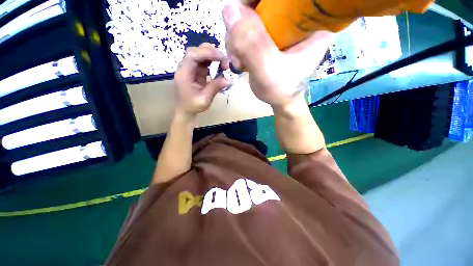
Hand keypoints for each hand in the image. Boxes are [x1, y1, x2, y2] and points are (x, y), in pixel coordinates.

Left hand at [174, 43, 230, 116]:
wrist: (185, 109)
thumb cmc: (193, 106)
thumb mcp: (204, 99)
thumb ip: (215, 88)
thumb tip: (228, 80)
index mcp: (184, 73)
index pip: (193, 55)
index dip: (207, 53)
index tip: (222, 58)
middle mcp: (185, 67)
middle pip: (196, 51)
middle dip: (212, 53)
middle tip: (225, 63)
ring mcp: (190, 68)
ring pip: (200, 53)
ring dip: (213, 56)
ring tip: (224, 64)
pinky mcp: (195, 70)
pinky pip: (203, 61)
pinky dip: (212, 61)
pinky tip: (219, 66)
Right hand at [222, 2, 332, 109]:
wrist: (281, 100)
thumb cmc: (281, 91)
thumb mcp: (268, 72)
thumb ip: (252, 45)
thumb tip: (229, 9)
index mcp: (310, 21)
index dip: (256, 1)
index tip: (243, 18)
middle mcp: (296, 17)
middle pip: (261, 3)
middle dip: (241, 24)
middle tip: (237, 52)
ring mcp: (281, 25)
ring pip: (249, 14)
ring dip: (236, 37)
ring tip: (239, 62)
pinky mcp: (269, 35)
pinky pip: (246, 27)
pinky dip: (237, 42)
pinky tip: (239, 59)